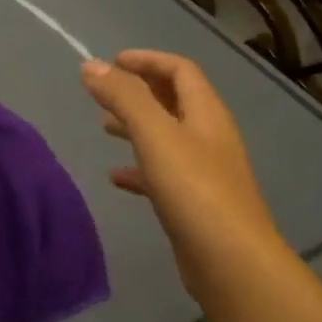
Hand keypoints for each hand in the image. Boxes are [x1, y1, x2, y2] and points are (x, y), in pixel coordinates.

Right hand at [81, 50, 283, 300]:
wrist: (230, 260)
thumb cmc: (194, 190)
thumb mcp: (156, 136)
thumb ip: (124, 98)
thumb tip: (90, 65)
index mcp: (206, 113)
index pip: (180, 70)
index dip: (148, 60)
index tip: (112, 62)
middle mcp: (209, 136)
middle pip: (174, 101)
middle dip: (139, 92)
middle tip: (104, 94)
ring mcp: (204, 172)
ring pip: (166, 138)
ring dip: (137, 128)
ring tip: (104, 128)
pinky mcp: (194, 203)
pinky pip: (162, 175)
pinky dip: (139, 169)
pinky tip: (115, 178)